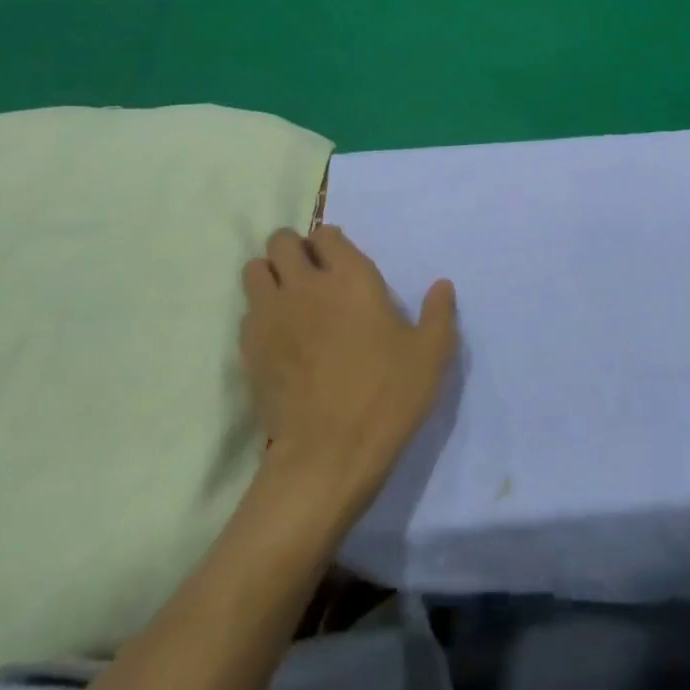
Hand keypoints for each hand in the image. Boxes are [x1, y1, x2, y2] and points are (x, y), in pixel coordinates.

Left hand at [241, 225, 458, 511]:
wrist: (327, 455)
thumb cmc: (386, 397)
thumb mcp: (430, 355)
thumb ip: (438, 313)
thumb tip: (442, 285)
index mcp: (351, 278)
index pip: (326, 234)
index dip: (332, 243)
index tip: (341, 262)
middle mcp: (305, 284)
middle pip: (282, 241)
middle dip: (295, 249)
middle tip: (312, 276)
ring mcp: (270, 315)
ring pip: (255, 269)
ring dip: (270, 275)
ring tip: (289, 299)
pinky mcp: (248, 347)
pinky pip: (247, 310)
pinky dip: (259, 312)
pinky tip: (279, 337)